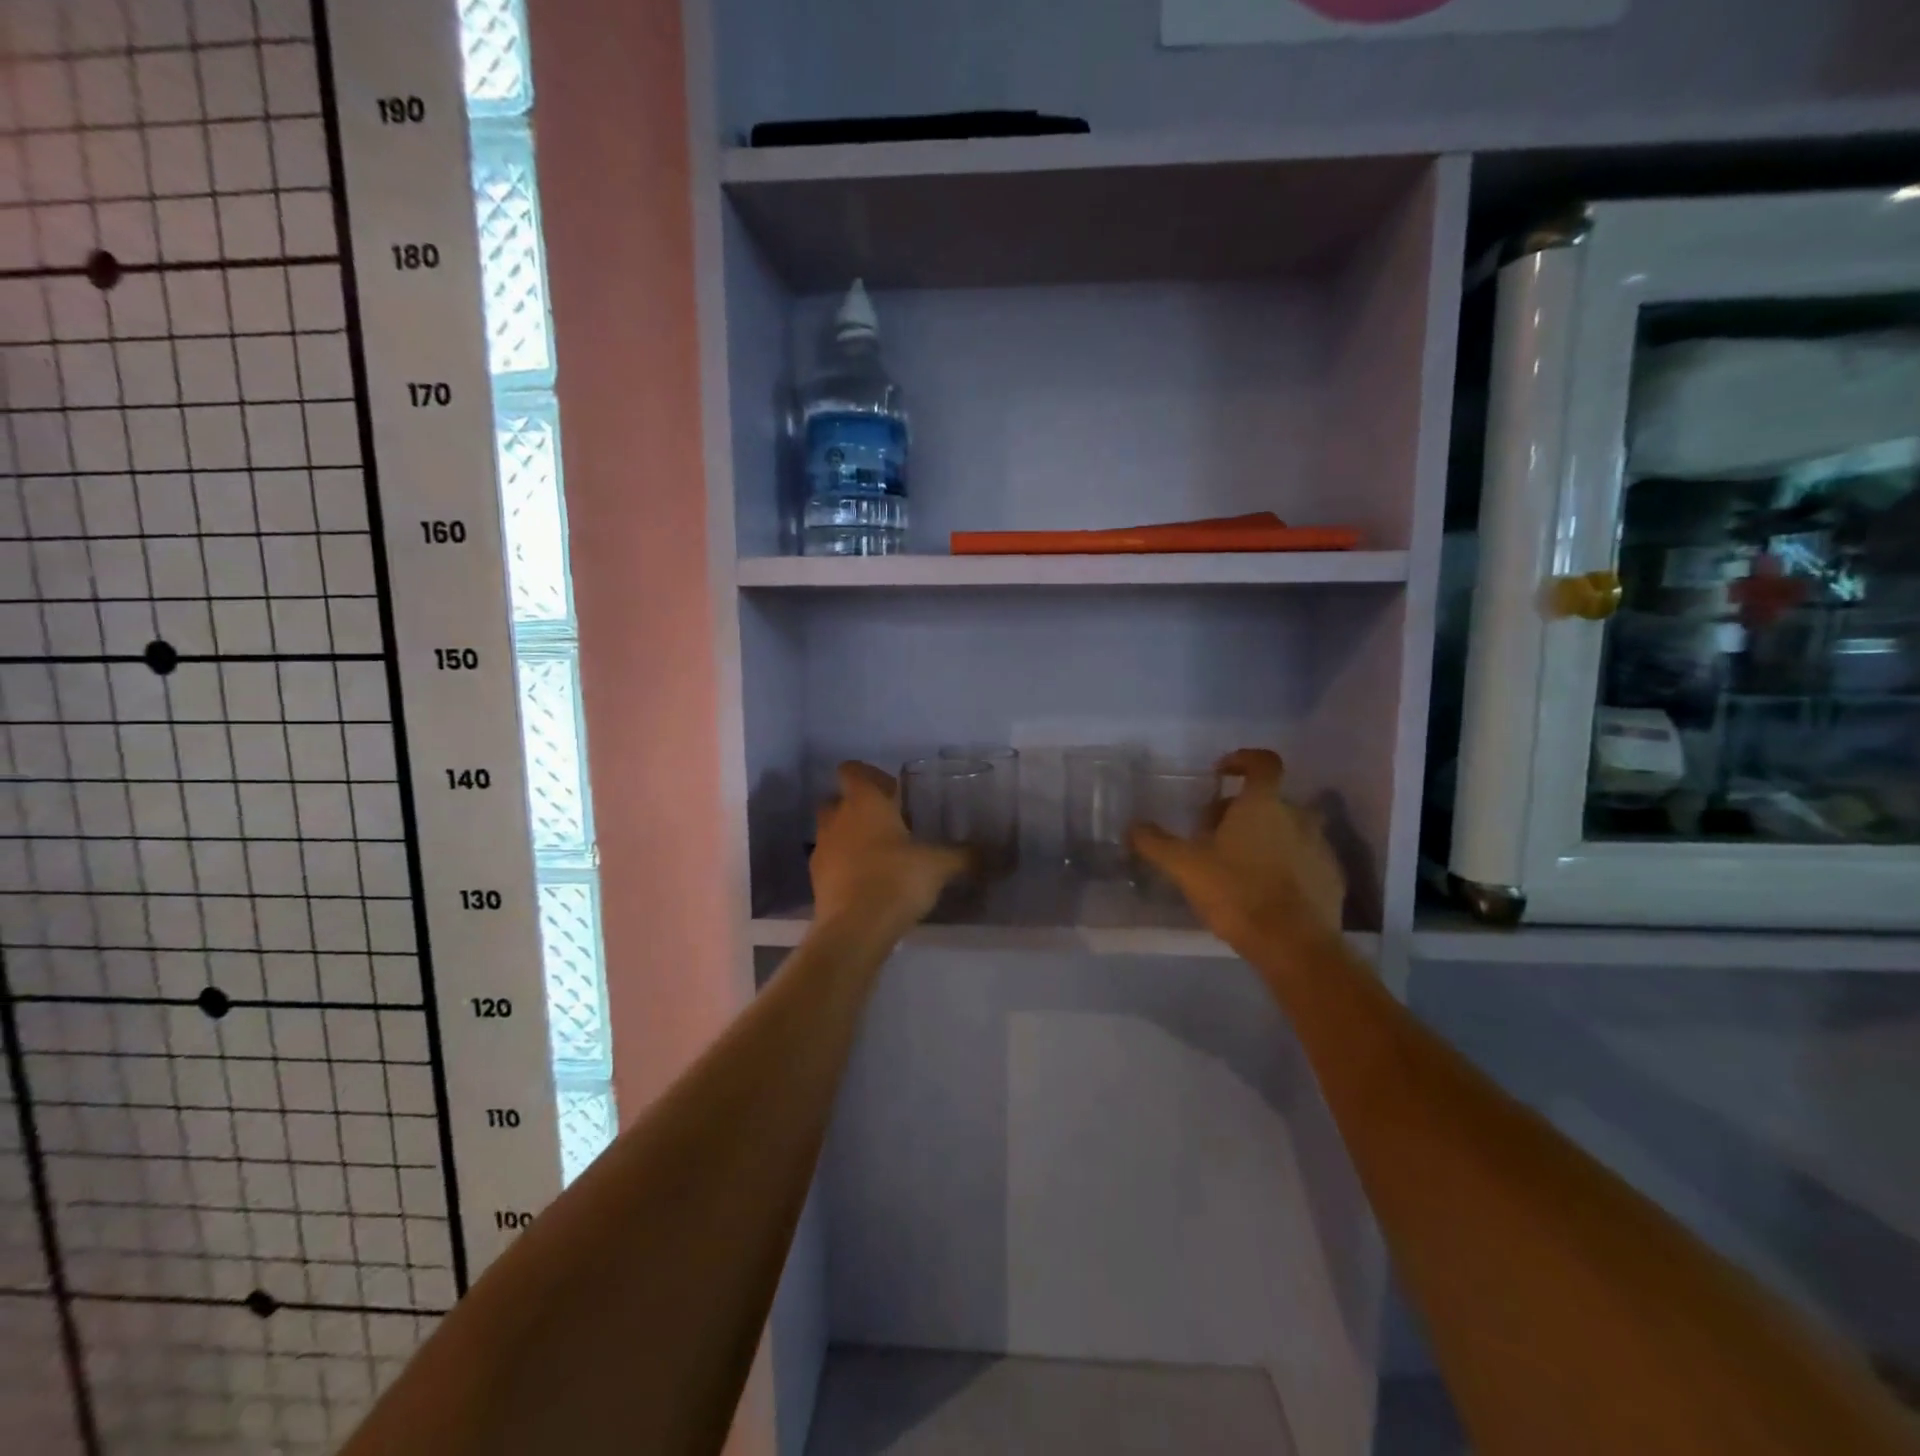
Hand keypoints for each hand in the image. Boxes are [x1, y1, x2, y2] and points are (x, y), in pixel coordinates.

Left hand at [811, 762, 968, 932]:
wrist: (855, 929)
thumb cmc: (896, 879)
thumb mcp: (939, 865)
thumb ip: (964, 856)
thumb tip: (993, 854)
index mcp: (862, 801)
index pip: (852, 770)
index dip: (871, 776)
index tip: (894, 793)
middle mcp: (836, 819)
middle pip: (838, 800)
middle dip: (859, 807)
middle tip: (890, 823)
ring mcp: (822, 849)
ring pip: (833, 831)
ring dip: (851, 837)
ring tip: (882, 856)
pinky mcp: (816, 880)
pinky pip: (831, 862)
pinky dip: (846, 866)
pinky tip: (870, 883)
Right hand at [1130, 749, 1344, 950]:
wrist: (1294, 945)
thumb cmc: (1237, 892)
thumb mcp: (1184, 866)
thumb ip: (1156, 843)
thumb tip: (1133, 827)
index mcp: (1263, 804)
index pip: (1263, 762)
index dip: (1242, 760)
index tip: (1221, 774)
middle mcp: (1298, 816)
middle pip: (1269, 801)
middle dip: (1241, 812)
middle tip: (1213, 837)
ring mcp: (1320, 848)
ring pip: (1288, 830)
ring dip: (1265, 839)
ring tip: (1238, 866)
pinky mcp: (1332, 878)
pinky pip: (1305, 860)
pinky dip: (1285, 866)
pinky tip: (1265, 891)